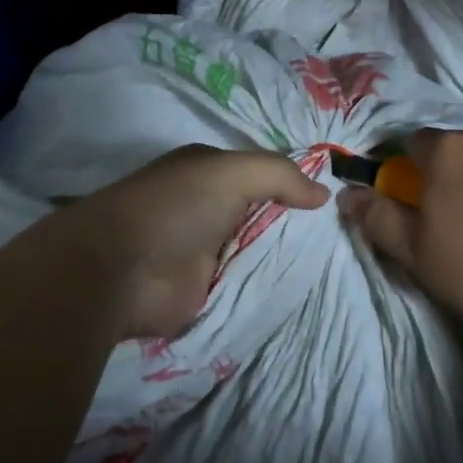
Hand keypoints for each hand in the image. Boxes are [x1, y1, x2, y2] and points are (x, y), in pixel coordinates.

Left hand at [78, 144, 328, 340]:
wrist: (118, 271)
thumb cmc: (175, 207)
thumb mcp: (231, 173)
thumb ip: (279, 175)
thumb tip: (323, 193)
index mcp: (209, 171)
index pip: (262, 172)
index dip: (294, 182)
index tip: (334, 198)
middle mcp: (209, 207)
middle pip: (264, 212)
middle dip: (295, 223)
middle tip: (343, 235)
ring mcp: (207, 250)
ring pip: (259, 249)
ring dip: (286, 257)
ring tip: (335, 264)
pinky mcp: (205, 291)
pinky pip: (248, 286)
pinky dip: (270, 288)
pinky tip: (307, 291)